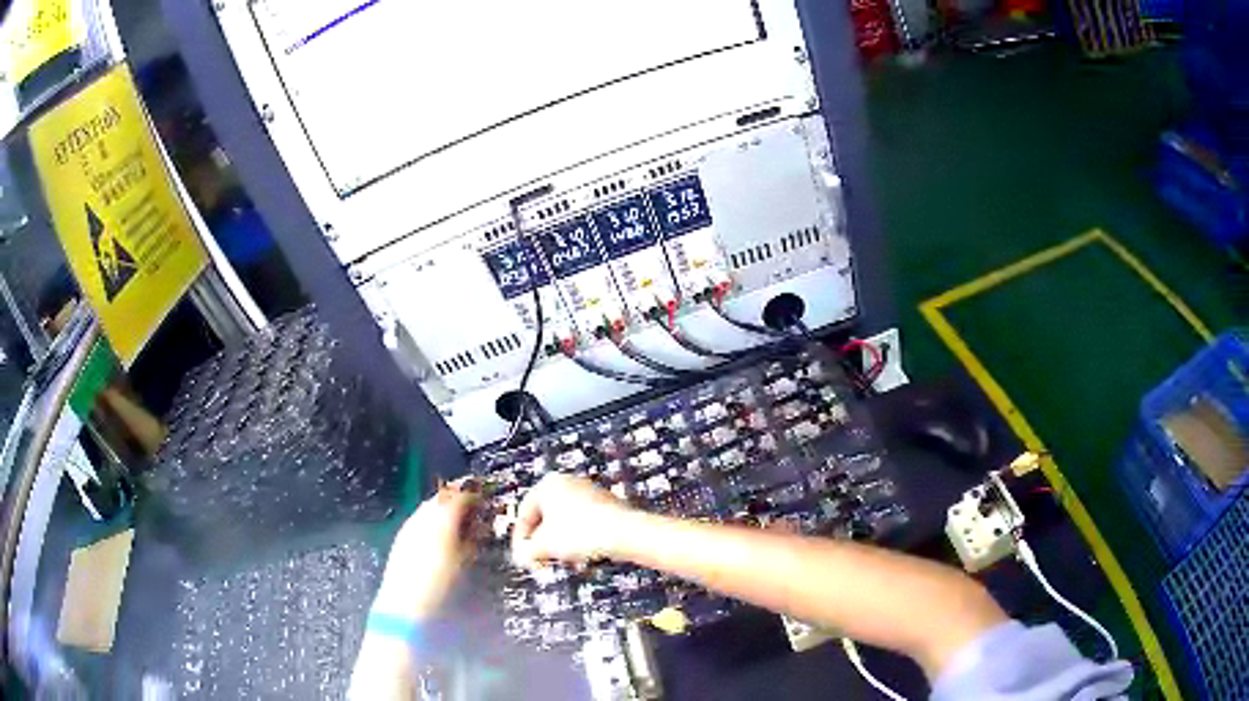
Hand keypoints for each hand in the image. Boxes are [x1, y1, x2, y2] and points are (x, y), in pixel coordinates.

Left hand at [372, 481, 478, 621]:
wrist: (406, 601)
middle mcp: (424, 515)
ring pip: (429, 506)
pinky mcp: (402, 535)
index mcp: (442, 518)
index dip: (475, 496)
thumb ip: (472, 539)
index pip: (461, 496)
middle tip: (472, 507)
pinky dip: (432, 518)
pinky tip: (438, 532)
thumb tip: (479, 527)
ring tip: (457, 519)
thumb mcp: (464, 560)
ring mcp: (410, 524)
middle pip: (443, 497)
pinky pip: (420, 517)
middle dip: (458, 499)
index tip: (485, 500)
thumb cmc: (440, 583)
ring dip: (444, 507)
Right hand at [511, 474, 634, 567]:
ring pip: (564, 522)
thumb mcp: (545, 546)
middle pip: (545, 517)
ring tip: (565, 560)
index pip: (525, 513)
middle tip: (541, 562)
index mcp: (548, 485)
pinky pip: (583, 523)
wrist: (626, 533)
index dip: (521, 539)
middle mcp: (568, 483)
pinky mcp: (606, 504)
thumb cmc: (582, 534)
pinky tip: (583, 556)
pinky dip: (578, 539)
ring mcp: (589, 492)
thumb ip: (526, 551)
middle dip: (542, 543)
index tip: (523, 558)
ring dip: (559, 543)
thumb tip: (521, 556)